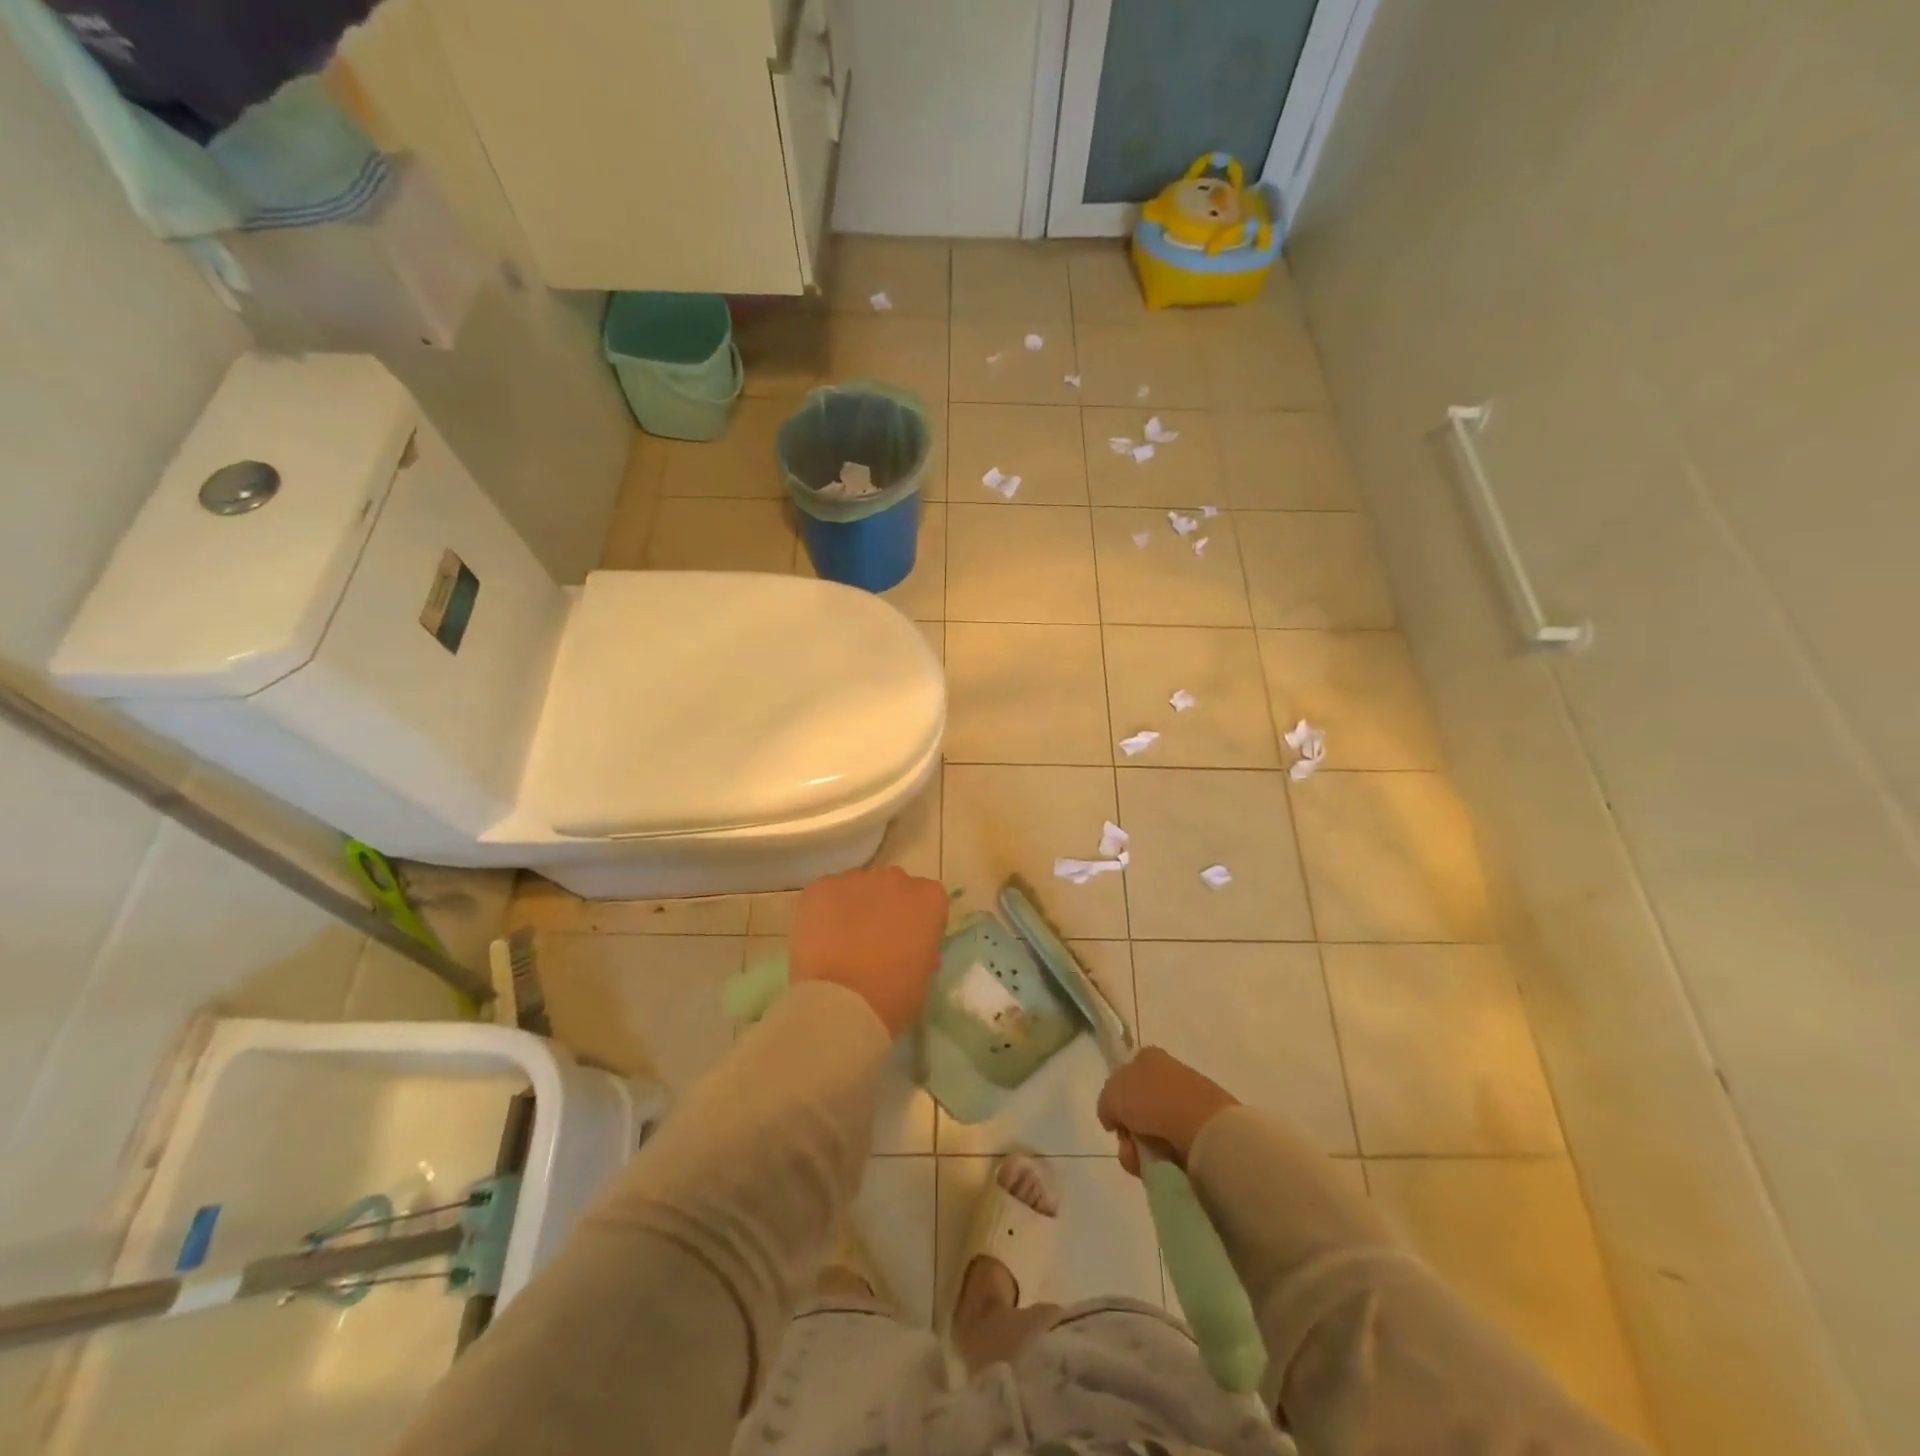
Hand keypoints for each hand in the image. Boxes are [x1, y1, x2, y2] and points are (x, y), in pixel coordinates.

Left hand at [789, 866, 948, 1036]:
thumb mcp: (922, 976)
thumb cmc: (892, 997)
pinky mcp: (821, 887)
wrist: (840, 1004)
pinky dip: (824, 911)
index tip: (907, 943)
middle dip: (886, 908)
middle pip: (893, 888)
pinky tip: (820, 938)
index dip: (916, 922)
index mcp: (929, 899)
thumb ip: (921, 949)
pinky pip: (826, 893)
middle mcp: (896, 879)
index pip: (927, 901)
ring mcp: (856, 879)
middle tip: (873, 941)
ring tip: (841, 941)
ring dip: (855, 907)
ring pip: (858, 888)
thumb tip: (909, 945)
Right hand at [1097, 1047, 1238, 1175]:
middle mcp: (1169, 1075)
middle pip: (1137, 1109)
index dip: (1117, 1099)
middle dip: (1128, 1132)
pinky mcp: (1202, 1130)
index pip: (1126, 1076)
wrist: (1202, 1127)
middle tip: (1128, 1145)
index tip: (1116, 1119)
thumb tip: (1113, 1118)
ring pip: (1153, 1131)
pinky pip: (1173, 1148)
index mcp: (1149, 1057)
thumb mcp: (1112, 1094)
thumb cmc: (1153, 1100)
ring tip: (1144, 1163)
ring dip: (1142, 1151)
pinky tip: (1163, 1166)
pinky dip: (1164, 1160)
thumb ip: (1106, 1104)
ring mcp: (1188, 1103)